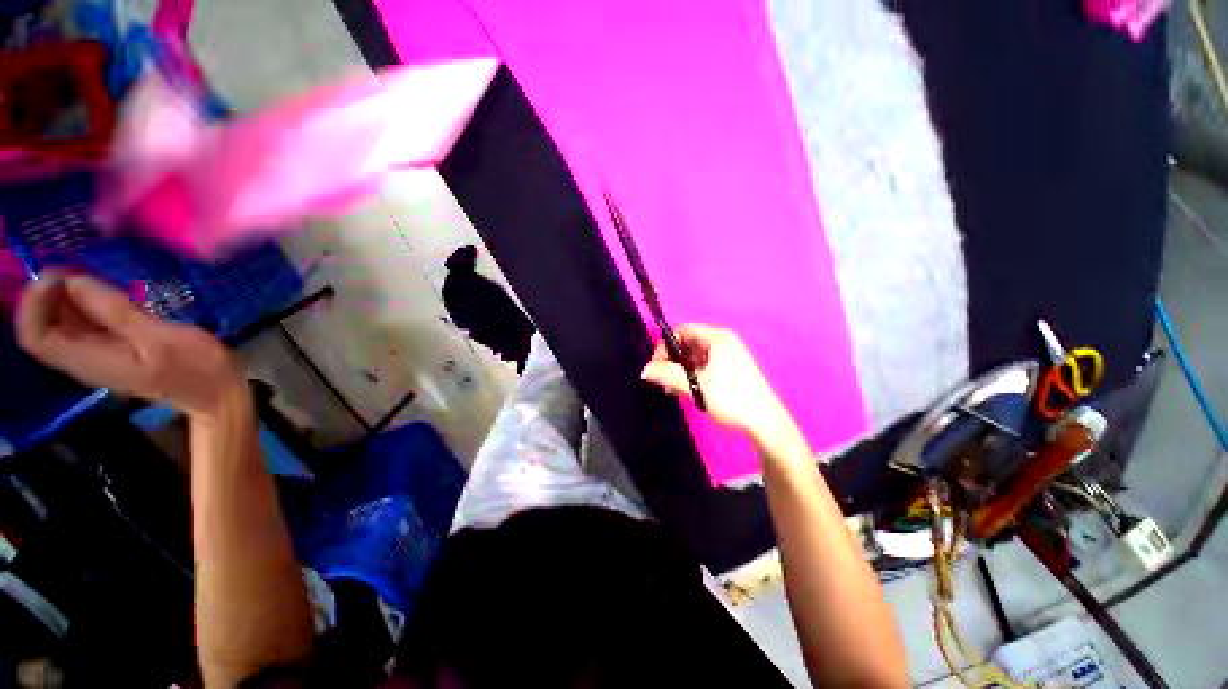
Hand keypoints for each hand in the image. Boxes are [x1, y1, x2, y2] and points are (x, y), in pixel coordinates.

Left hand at [17, 271, 244, 418]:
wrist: (216, 394)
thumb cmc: (195, 367)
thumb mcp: (160, 337)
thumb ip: (115, 311)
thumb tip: (74, 280)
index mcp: (88, 360)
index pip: (35, 334)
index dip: (36, 301)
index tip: (61, 274)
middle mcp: (80, 360)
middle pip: (41, 327)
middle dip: (48, 294)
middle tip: (75, 267)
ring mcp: (94, 358)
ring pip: (57, 325)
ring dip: (63, 297)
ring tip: (88, 274)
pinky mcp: (108, 353)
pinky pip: (78, 327)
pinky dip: (80, 306)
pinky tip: (100, 293)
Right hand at [641, 324, 787, 438]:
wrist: (765, 423)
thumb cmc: (731, 399)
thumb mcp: (696, 386)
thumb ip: (667, 375)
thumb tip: (644, 370)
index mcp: (717, 337)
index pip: (682, 330)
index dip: (665, 345)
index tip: (656, 366)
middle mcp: (723, 341)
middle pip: (688, 342)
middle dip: (673, 360)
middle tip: (664, 380)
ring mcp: (729, 354)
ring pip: (695, 355)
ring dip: (681, 369)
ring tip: (675, 389)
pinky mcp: (731, 368)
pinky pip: (705, 364)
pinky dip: (693, 374)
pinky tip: (689, 390)